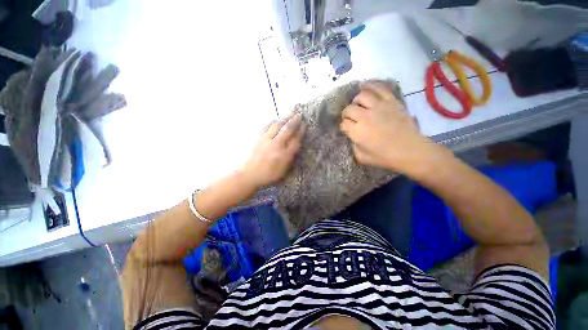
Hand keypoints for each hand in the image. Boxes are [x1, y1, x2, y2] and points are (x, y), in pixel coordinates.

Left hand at [241, 112, 304, 187]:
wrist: (251, 174)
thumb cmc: (270, 174)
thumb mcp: (284, 169)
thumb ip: (290, 156)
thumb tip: (295, 143)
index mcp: (284, 154)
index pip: (295, 140)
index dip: (300, 131)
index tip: (304, 124)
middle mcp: (276, 145)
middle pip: (287, 129)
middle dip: (294, 121)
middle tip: (299, 114)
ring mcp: (267, 140)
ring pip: (277, 126)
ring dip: (285, 118)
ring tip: (290, 113)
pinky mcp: (259, 138)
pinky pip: (267, 126)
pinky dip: (273, 121)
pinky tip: (276, 119)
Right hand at [340, 83, 443, 174]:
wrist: (410, 150)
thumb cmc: (385, 157)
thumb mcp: (362, 157)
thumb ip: (353, 146)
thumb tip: (353, 136)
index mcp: (357, 132)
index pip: (344, 123)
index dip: (344, 126)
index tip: (347, 129)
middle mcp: (365, 117)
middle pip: (349, 109)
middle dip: (346, 114)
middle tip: (351, 118)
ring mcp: (379, 107)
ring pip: (361, 96)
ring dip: (356, 101)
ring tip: (359, 105)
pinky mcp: (391, 101)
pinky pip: (379, 88)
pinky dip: (371, 87)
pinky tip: (367, 89)